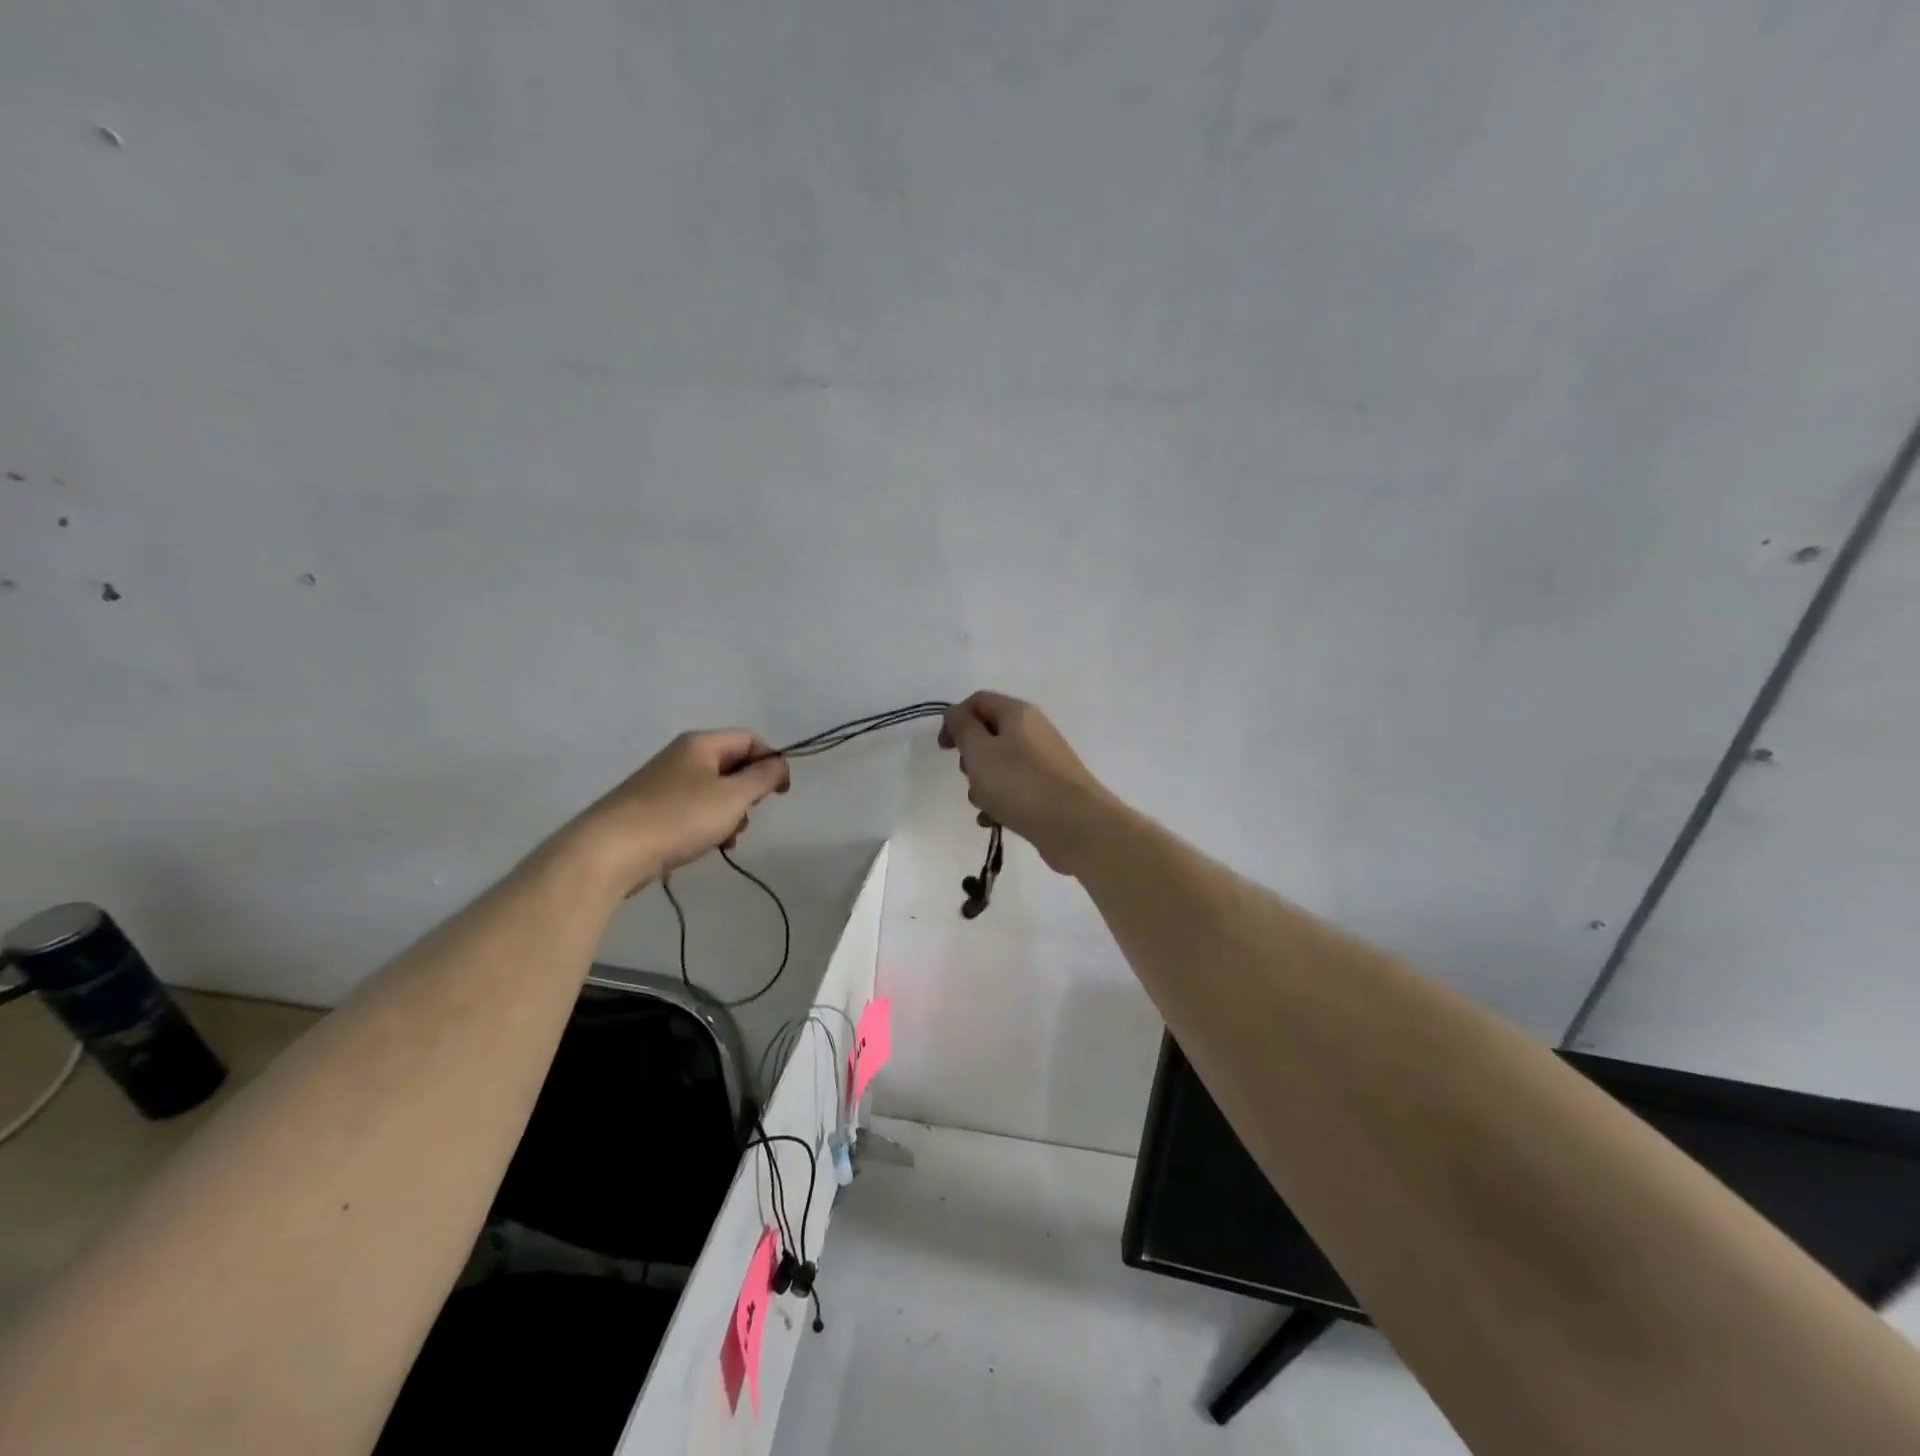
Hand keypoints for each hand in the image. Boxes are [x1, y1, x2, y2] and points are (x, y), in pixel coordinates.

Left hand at [565, 730, 790, 893]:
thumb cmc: (678, 817)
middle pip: (732, 764)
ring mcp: (664, 782)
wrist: (609, 851)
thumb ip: (762, 777)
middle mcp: (681, 756)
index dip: (771, 761)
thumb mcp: (732, 797)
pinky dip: (708, 823)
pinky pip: (693, 808)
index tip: (780, 793)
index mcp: (701, 744)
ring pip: (714, 790)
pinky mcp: (652, 809)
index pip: (750, 739)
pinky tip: (708, 845)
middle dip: (749, 791)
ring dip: (730, 812)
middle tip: (749, 816)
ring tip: (729, 837)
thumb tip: (779, 763)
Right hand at [939, 692, 1114, 873]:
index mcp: (1018, 713)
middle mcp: (1033, 732)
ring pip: (1000, 766)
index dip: (955, 719)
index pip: (979, 701)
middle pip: (989, 735)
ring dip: (983, 785)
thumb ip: (962, 727)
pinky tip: (993, 821)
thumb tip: (956, 714)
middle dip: (971, 758)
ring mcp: (1044, 762)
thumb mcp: (980, 751)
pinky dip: (1000, 803)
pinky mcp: (1049, 791)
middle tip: (969, 776)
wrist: (1076, 826)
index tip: (944, 749)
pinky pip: (1015, 789)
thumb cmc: (1021, 783)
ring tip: (985, 805)